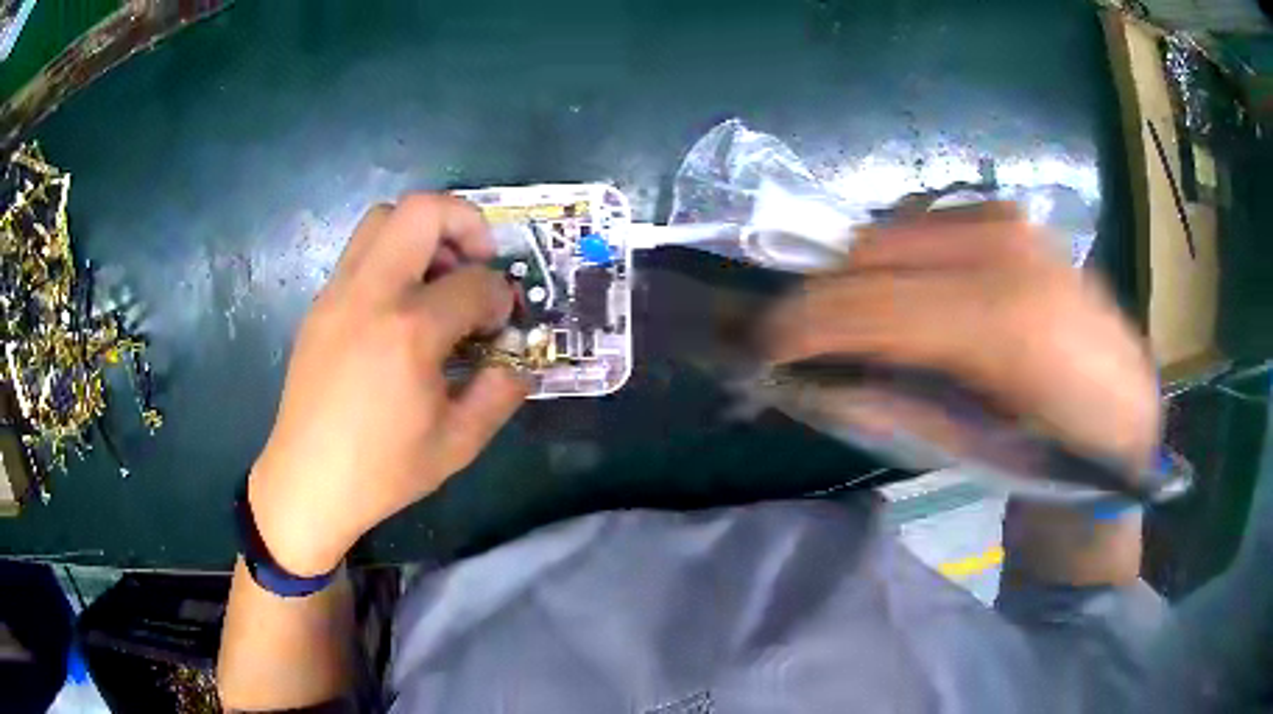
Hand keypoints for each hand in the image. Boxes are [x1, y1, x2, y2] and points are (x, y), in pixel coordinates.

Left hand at [249, 194, 527, 575]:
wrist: (308, 481)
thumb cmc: (383, 470)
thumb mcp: (458, 444)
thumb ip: (499, 394)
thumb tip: (518, 363)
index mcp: (410, 332)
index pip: (474, 282)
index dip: (499, 296)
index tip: (499, 321)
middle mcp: (371, 295)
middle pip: (422, 210)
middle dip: (465, 221)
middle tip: (477, 261)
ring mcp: (338, 293)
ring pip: (383, 218)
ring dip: (422, 233)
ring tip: (437, 278)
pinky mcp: (320, 304)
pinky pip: (360, 252)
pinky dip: (392, 257)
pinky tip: (399, 308)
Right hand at [765, 203, 1160, 470]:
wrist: (1123, 418)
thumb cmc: (1055, 456)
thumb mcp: (969, 451)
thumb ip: (889, 407)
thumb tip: (809, 379)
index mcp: (1005, 320)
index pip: (869, 301)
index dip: (801, 323)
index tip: (758, 350)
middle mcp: (1007, 249)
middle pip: (870, 252)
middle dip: (821, 297)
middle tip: (799, 343)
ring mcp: (1012, 222)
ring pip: (891, 231)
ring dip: (858, 278)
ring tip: (851, 326)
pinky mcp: (1013, 217)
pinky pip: (923, 227)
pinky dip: (895, 262)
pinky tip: (906, 301)